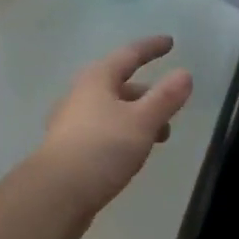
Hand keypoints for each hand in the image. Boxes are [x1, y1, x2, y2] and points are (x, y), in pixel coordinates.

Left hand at [32, 35, 193, 230]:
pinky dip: (123, 134)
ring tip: (159, 138)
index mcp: (97, 79)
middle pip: (119, 84)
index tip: (170, 42)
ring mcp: (71, 122)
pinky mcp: (69, 149)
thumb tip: (184, 74)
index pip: (129, 54)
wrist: (54, 195)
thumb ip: (165, 98)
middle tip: (170, 106)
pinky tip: (131, 154)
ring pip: (112, 110)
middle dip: (147, 93)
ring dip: (137, 117)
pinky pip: (103, 131)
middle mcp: (81, 94)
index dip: (151, 48)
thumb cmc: (101, 149)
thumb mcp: (141, 122)